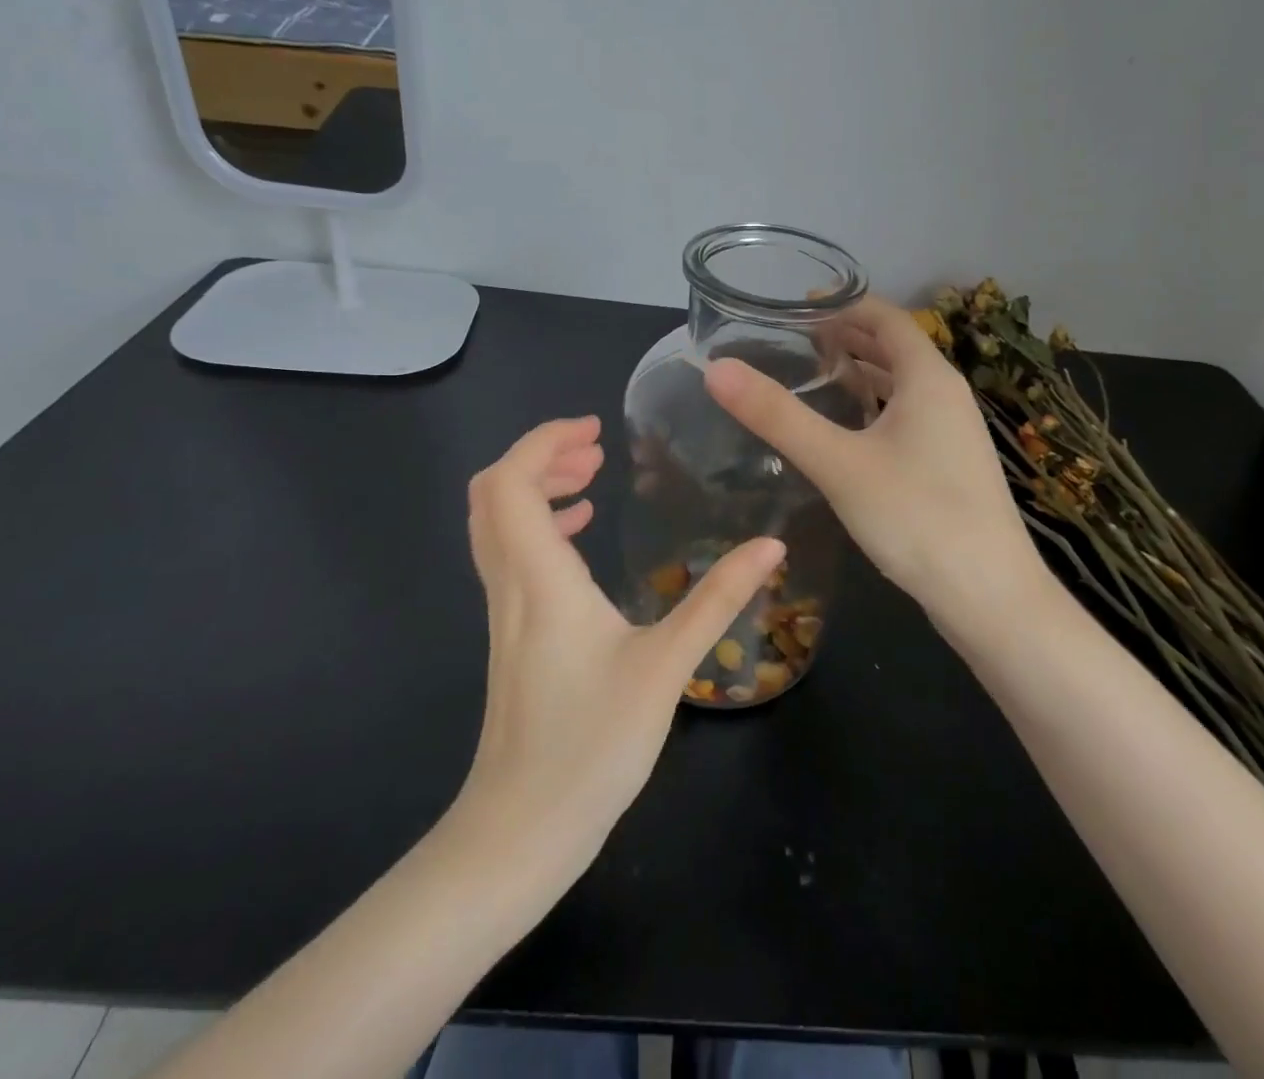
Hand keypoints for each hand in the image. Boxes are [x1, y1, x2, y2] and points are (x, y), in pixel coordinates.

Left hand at [456, 416, 784, 877]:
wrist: (519, 833)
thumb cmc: (590, 746)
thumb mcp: (666, 666)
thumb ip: (717, 600)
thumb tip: (770, 546)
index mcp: (540, 578)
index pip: (509, 482)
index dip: (543, 442)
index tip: (594, 430)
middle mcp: (511, 585)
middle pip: (494, 494)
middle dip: (541, 457)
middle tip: (596, 450)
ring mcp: (504, 613)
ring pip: (498, 525)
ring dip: (537, 488)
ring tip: (591, 479)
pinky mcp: (510, 636)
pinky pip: (511, 555)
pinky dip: (539, 526)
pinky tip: (580, 541)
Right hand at [704, 298, 1048, 640]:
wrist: (989, 596)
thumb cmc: (916, 517)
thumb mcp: (838, 463)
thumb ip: (777, 415)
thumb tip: (716, 368)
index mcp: (928, 378)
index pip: (885, 316)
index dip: (842, 304)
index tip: (794, 306)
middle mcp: (946, 395)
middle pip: (893, 348)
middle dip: (846, 338)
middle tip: (792, 341)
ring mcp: (952, 433)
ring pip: (900, 386)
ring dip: (860, 374)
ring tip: (811, 376)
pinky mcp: (949, 466)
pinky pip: (906, 418)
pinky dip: (873, 409)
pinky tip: (845, 432)